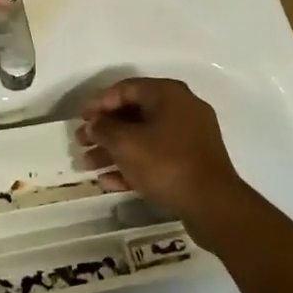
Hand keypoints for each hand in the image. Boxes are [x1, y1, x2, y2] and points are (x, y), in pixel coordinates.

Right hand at [75, 78, 249, 225]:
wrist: (212, 204)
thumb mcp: (126, 143)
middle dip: (104, 130)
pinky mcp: (191, 163)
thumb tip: (94, 124)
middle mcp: (181, 109)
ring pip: (143, 138)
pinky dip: (133, 165)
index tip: (80, 119)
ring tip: (88, 165)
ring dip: (114, 150)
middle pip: (134, 114)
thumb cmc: (166, 163)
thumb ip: (104, 129)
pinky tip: (108, 181)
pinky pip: (156, 157)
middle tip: (81, 143)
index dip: (99, 102)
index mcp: (168, 94)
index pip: (126, 88)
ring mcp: (189, 137)